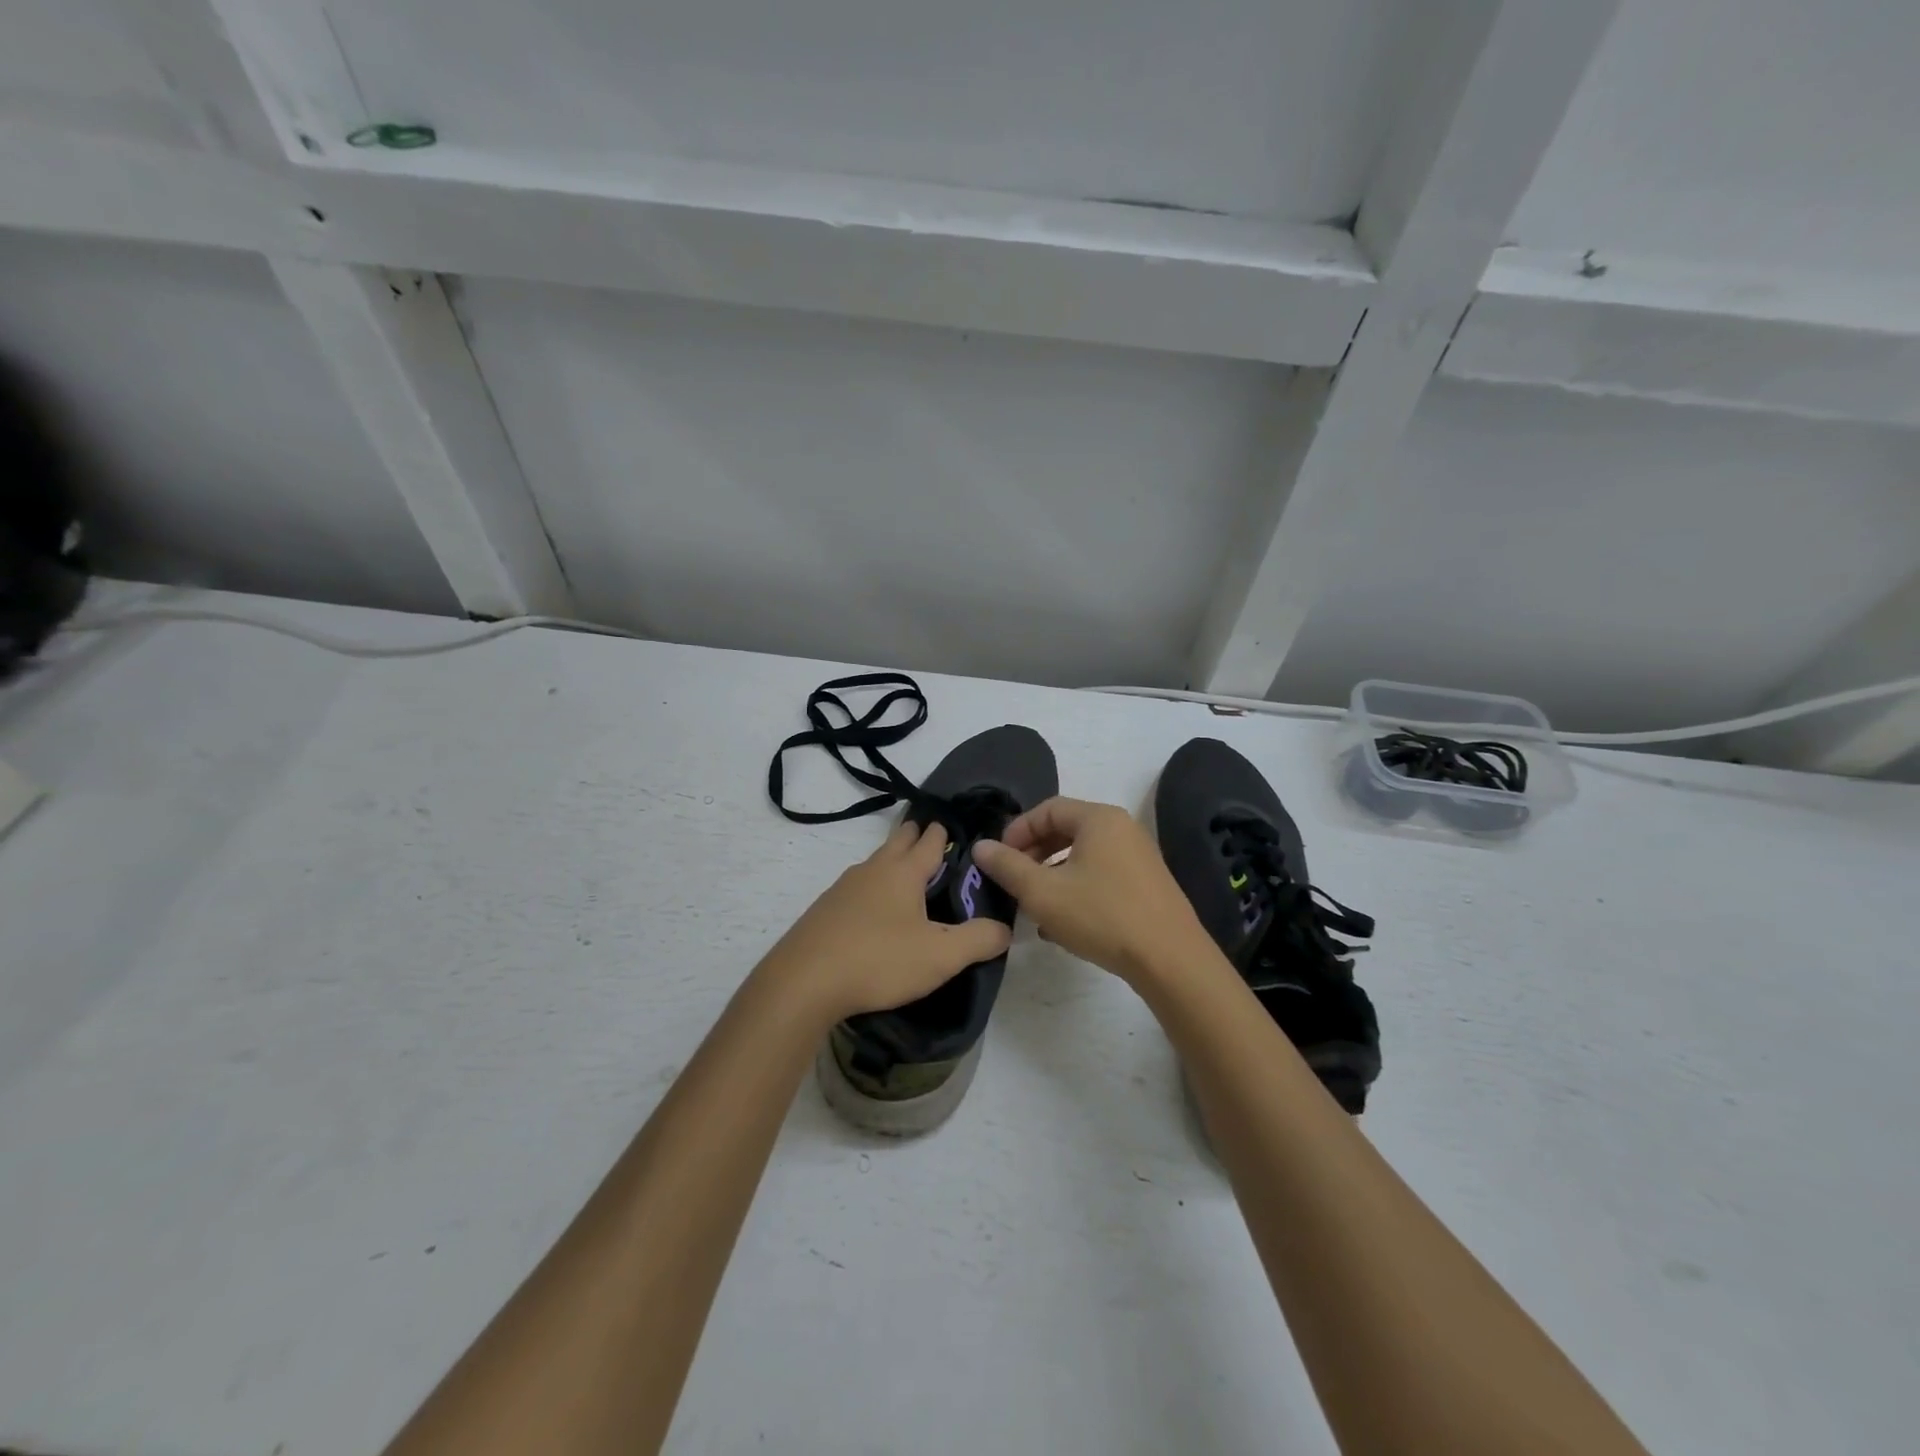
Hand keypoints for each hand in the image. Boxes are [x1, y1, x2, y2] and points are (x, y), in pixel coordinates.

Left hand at [760, 819, 1011, 1024]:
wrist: (803, 982)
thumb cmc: (878, 960)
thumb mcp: (940, 956)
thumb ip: (978, 940)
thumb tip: (1005, 929)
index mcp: (903, 872)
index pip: (930, 841)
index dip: (944, 833)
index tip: (955, 826)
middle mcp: (872, 870)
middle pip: (898, 842)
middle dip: (916, 836)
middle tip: (933, 838)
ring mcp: (843, 888)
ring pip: (875, 864)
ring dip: (892, 862)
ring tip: (907, 875)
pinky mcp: (824, 911)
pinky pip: (856, 888)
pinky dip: (872, 889)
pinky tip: (873, 911)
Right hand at [972, 797, 1209, 983]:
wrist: (1170, 959)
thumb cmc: (1101, 916)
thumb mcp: (1043, 892)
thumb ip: (1007, 866)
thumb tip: (981, 847)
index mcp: (1099, 819)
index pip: (1048, 809)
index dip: (1017, 830)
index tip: (998, 858)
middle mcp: (1123, 829)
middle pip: (1067, 830)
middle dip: (1034, 854)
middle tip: (1013, 880)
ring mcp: (1139, 857)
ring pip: (1083, 856)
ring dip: (1052, 875)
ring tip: (1033, 906)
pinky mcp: (1147, 885)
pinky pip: (1102, 875)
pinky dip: (1077, 889)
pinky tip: (1062, 923)